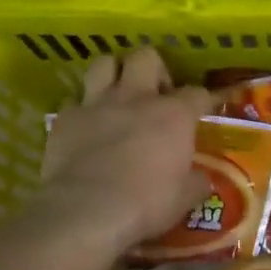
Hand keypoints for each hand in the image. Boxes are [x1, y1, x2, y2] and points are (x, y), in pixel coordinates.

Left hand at [38, 49, 212, 254]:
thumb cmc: (147, 204)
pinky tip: (87, 124)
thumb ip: (196, 181)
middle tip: (156, 94)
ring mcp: (97, 104)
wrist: (87, 211)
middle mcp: (136, 98)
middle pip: (146, 57)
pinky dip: (82, 108)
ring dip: (114, 74)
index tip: (205, 109)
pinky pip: (74, 99)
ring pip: (105, 63)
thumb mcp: (185, 198)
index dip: (204, 99)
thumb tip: (201, 178)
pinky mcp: (65, 118)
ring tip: (119, 94)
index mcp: (174, 115)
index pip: (197, 93)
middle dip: (154, 69)